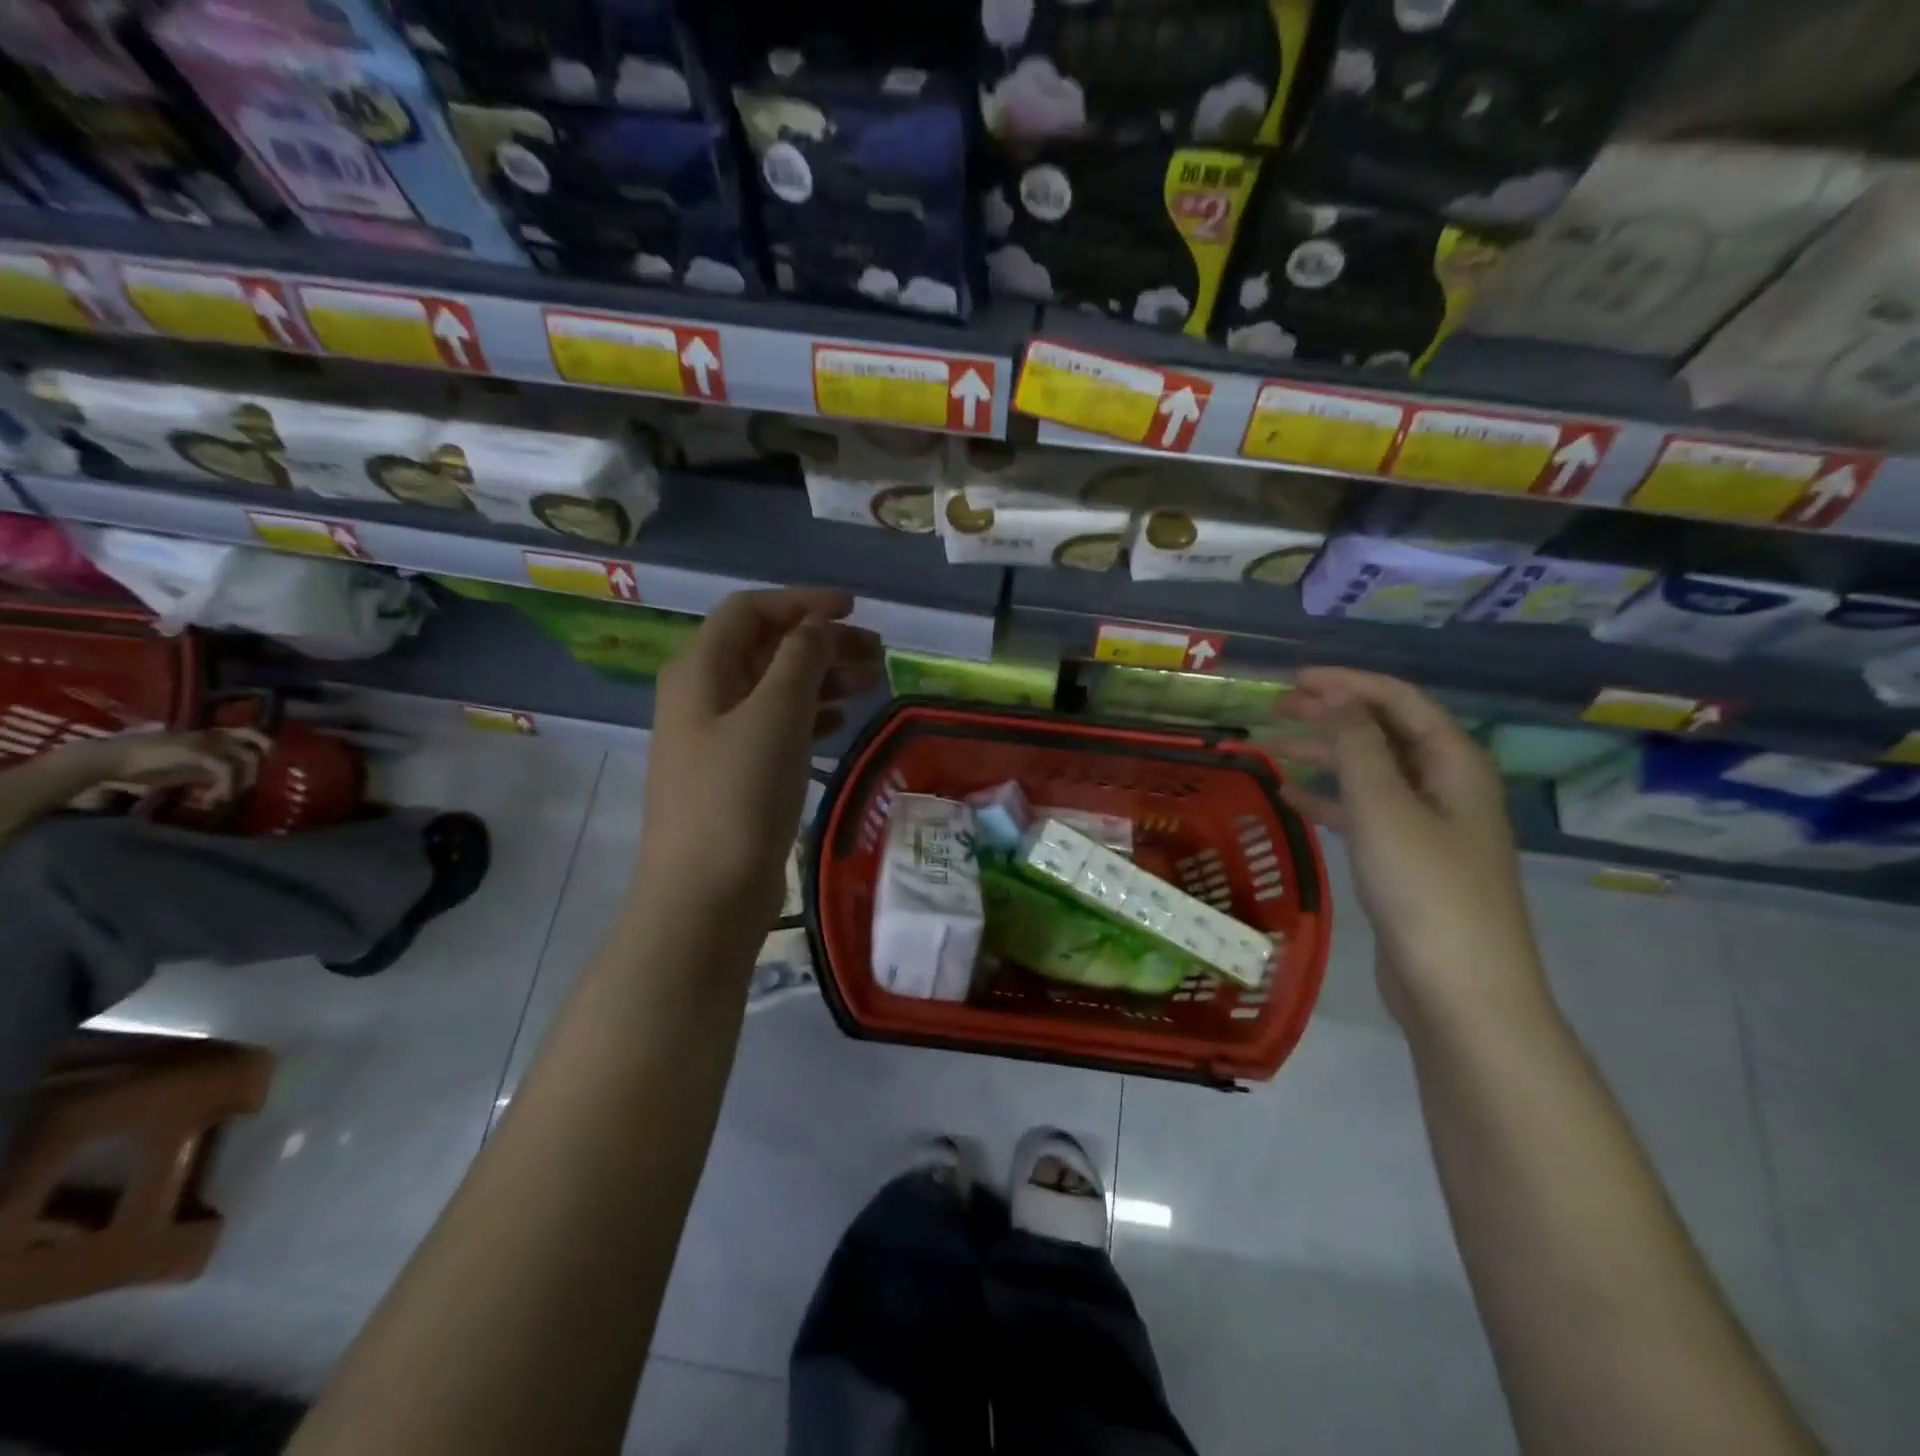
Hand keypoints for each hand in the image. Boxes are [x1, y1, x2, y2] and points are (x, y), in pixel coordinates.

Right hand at [72, 727, 269, 802]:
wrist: (106, 759)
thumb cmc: (141, 764)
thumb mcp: (184, 767)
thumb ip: (207, 770)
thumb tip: (227, 781)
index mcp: (210, 736)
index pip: (250, 734)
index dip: (264, 748)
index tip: (260, 769)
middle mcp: (212, 736)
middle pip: (256, 746)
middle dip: (255, 771)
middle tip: (240, 790)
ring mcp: (205, 742)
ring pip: (246, 759)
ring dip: (239, 784)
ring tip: (219, 799)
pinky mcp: (196, 753)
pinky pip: (226, 770)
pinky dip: (224, 787)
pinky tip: (208, 800)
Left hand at [641, 588, 881, 927]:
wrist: (706, 895)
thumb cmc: (739, 795)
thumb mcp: (775, 715)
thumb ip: (799, 659)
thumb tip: (817, 625)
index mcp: (700, 670)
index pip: (750, 611)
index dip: (802, 603)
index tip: (854, 609)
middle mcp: (702, 695)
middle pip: (765, 648)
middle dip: (821, 642)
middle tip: (877, 652)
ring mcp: (716, 737)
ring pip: (774, 688)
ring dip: (821, 677)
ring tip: (871, 682)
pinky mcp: (734, 773)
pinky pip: (775, 726)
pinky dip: (809, 715)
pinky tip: (840, 721)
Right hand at [1275, 669, 1548, 1028]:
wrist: (1460, 991)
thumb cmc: (1426, 891)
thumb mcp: (1386, 810)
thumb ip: (1359, 748)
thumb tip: (1339, 701)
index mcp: (1455, 764)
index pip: (1400, 701)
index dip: (1348, 683)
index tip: (1295, 679)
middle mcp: (1446, 787)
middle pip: (1385, 733)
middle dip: (1333, 714)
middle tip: (1277, 709)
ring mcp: (1428, 826)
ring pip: (1371, 773)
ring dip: (1326, 756)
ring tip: (1273, 749)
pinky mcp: (1407, 862)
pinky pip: (1364, 814)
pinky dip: (1329, 801)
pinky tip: (1291, 800)